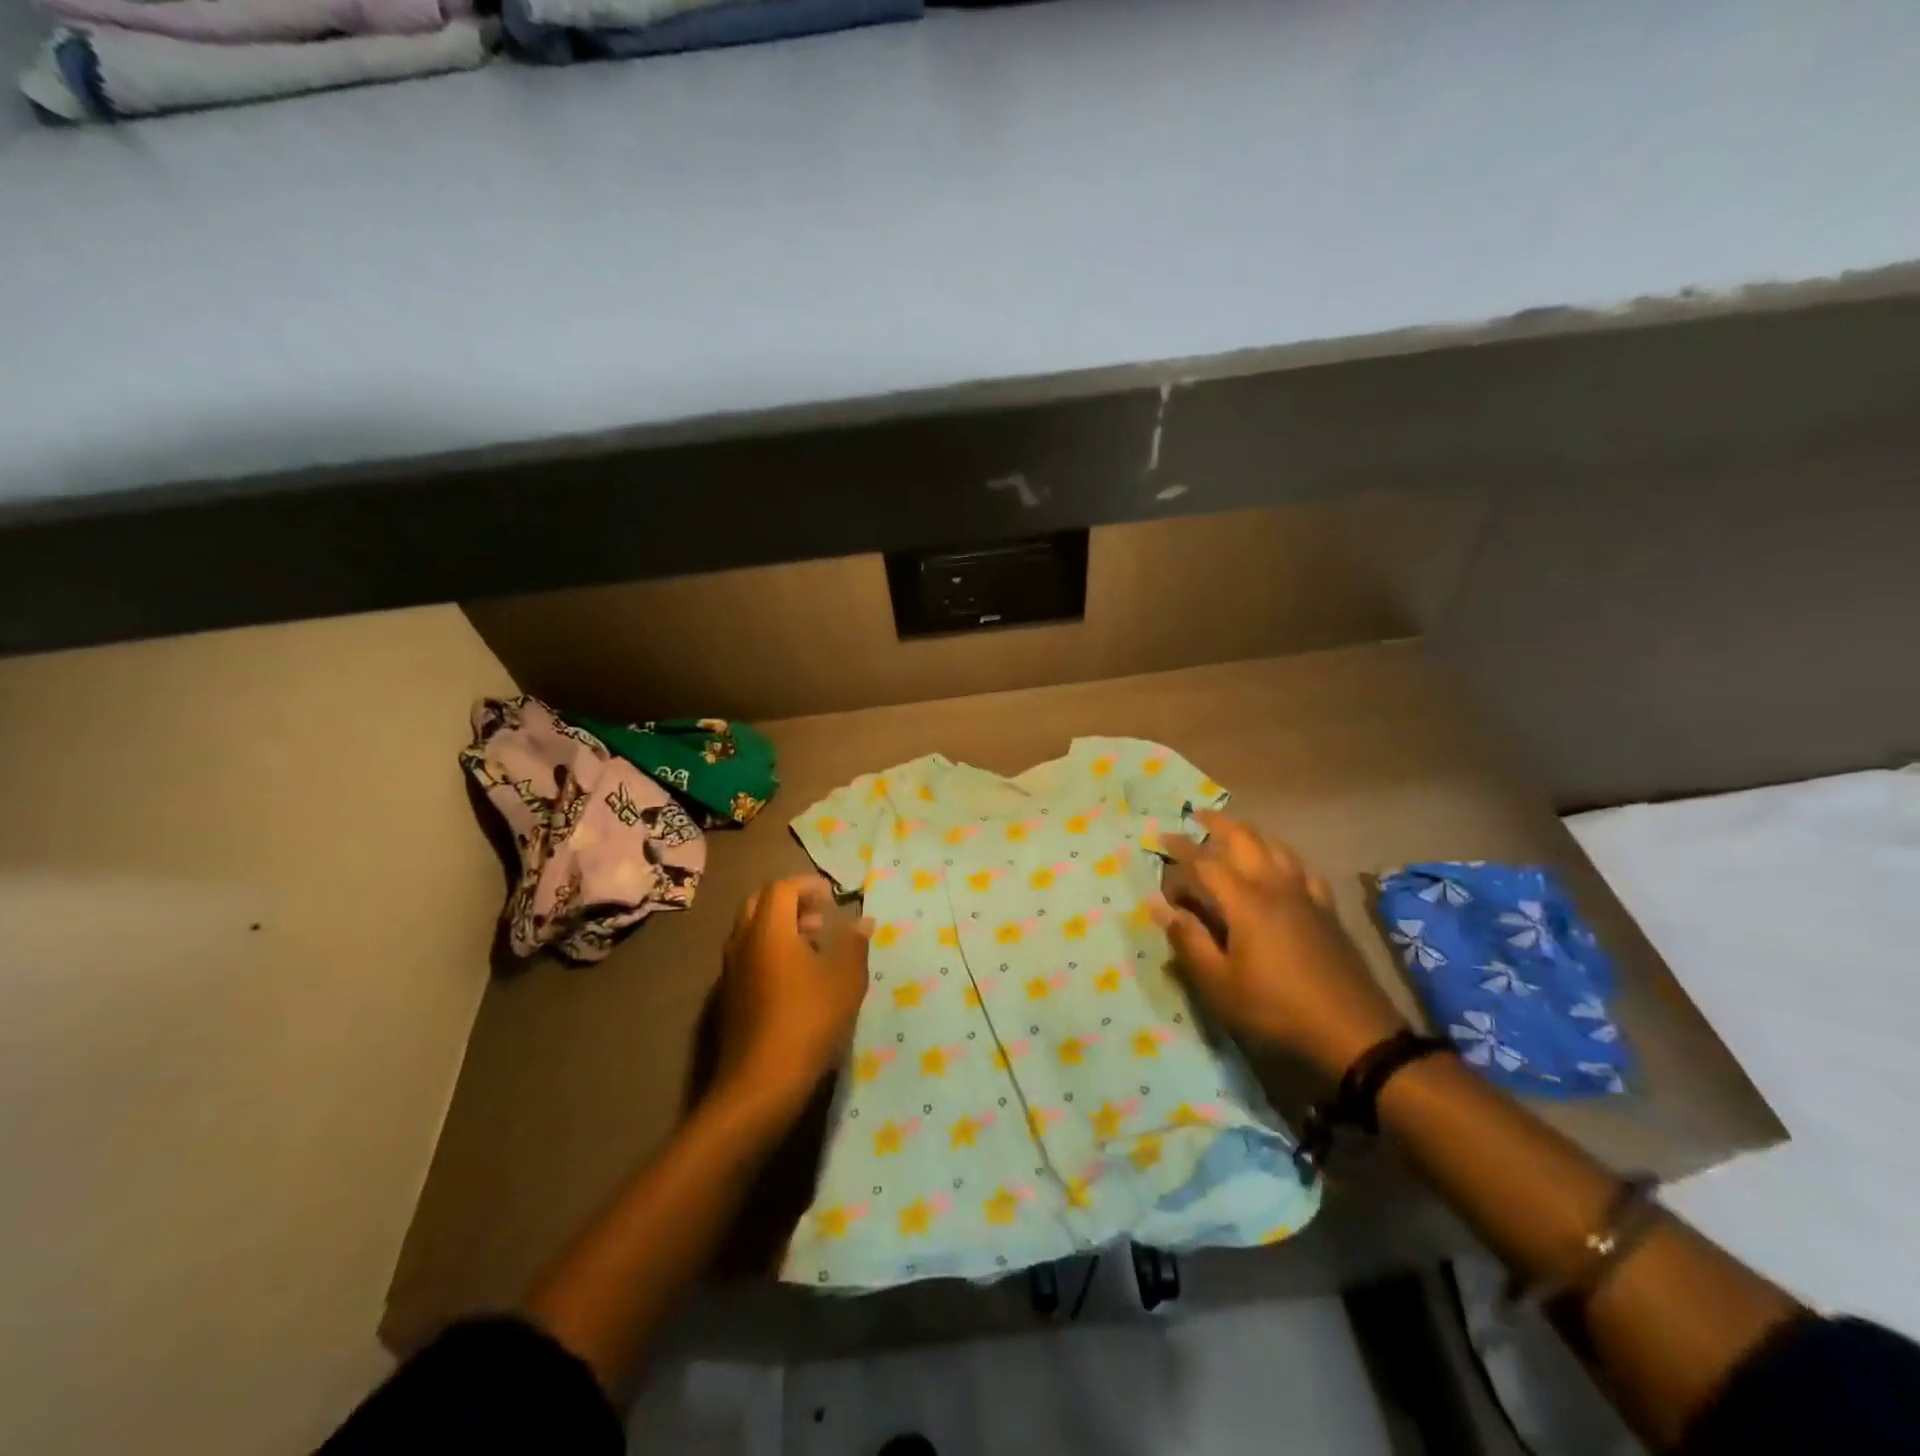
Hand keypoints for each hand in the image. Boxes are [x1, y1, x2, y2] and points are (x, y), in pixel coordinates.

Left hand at [714, 876, 871, 1124]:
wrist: (761, 1082)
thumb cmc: (808, 1020)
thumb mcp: (845, 979)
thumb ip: (854, 944)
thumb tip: (862, 921)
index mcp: (769, 930)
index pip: (782, 888)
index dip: (808, 886)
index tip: (833, 897)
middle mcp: (743, 942)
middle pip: (760, 903)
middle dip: (791, 902)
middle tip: (820, 916)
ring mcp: (731, 970)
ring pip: (752, 931)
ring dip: (780, 927)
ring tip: (814, 945)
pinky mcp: (729, 996)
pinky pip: (748, 956)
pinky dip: (770, 951)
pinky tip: (796, 978)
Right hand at [1152, 811, 1406, 1081]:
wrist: (1353, 1033)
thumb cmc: (1276, 1009)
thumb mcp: (1219, 984)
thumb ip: (1188, 940)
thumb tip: (1158, 905)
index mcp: (1246, 902)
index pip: (1206, 863)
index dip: (1182, 848)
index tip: (1161, 837)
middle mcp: (1275, 887)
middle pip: (1246, 840)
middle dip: (1219, 825)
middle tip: (1198, 816)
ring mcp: (1306, 896)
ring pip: (1277, 848)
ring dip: (1252, 833)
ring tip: (1235, 831)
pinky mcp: (1327, 911)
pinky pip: (1304, 869)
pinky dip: (1285, 857)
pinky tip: (1283, 864)